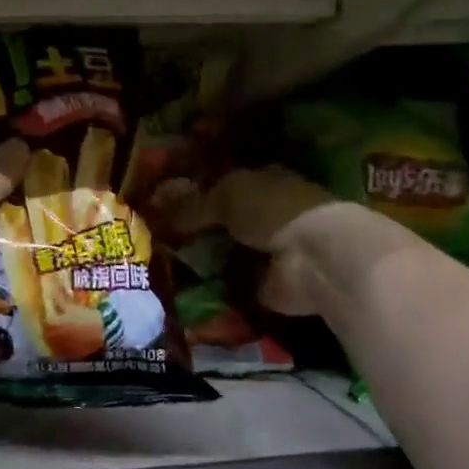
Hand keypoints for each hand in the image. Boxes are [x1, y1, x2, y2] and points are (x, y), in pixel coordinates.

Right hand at [162, 167, 351, 316]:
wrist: (313, 257)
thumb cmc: (273, 210)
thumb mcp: (225, 196)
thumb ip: (192, 205)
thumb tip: (157, 214)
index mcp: (263, 181)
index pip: (224, 182)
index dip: (195, 191)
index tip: (162, 202)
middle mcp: (267, 214)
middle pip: (223, 219)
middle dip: (196, 227)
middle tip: (155, 236)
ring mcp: (269, 251)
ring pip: (226, 251)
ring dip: (203, 258)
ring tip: (162, 263)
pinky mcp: (268, 285)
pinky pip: (232, 284)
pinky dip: (213, 287)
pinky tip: (182, 287)